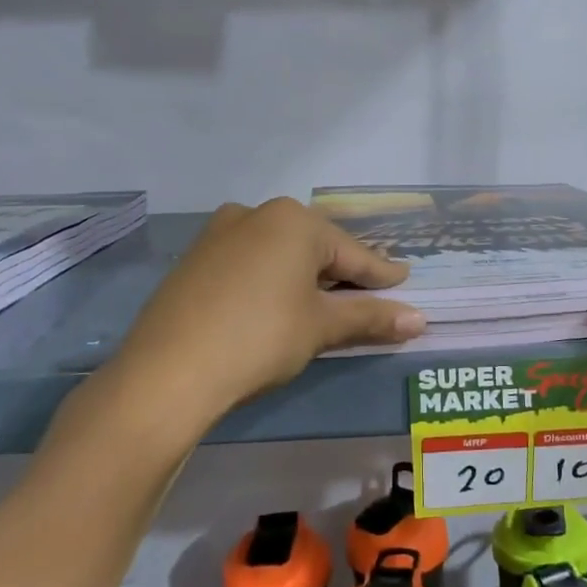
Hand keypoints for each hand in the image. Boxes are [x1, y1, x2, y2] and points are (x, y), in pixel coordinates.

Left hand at [105, 199, 424, 426]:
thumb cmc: (260, 338)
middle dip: (342, 273)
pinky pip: (250, 263)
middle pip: (315, 247)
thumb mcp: (320, 327)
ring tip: (325, 303)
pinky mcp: (195, 259)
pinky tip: (276, 304)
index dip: (381, 273)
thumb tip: (419, 319)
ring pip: (280, 253)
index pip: (352, 253)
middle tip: (367, 296)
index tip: (405, 281)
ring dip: (306, 277)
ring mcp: (219, 233)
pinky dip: (272, 280)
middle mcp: (256, 213)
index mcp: (293, 220)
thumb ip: (370, 317)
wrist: (167, 373)